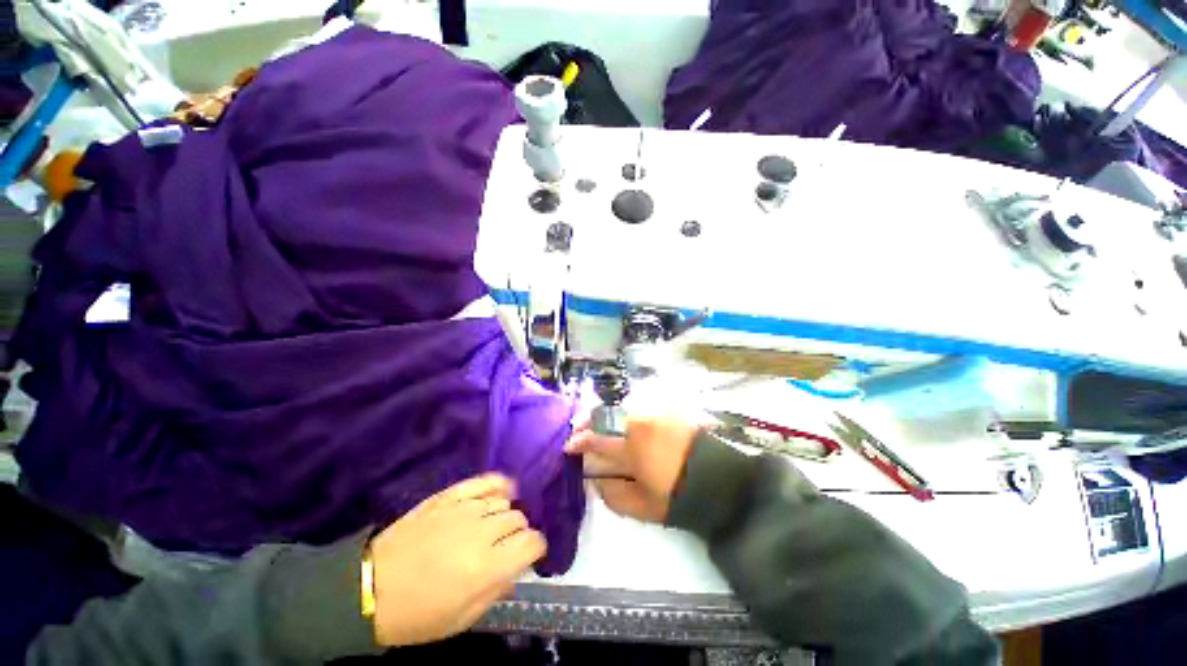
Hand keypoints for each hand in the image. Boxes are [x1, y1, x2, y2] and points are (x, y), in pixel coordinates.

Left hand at [368, 474, 546, 645]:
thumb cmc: (416, 614)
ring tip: (495, 528)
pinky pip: (484, 482)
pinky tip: (502, 491)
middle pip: (519, 519)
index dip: (537, 548)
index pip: (531, 542)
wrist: (369, 588)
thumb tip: (515, 569)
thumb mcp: (461, 619)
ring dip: (506, 516)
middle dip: (519, 534)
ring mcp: (465, 509)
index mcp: (487, 567)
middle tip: (506, 547)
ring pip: (504, 502)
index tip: (531, 554)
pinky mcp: (449, 497)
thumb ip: (496, 591)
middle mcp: (482, 532)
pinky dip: (498, 484)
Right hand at [564, 417, 699, 522]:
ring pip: (622, 408)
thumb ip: (613, 494)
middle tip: (578, 428)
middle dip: (588, 421)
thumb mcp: (643, 507)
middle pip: (606, 415)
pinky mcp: (668, 412)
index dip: (579, 442)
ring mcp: (656, 414)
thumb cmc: (679, 497)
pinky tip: (623, 423)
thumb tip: (595, 479)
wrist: (721, 481)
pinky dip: (625, 414)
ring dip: (605, 416)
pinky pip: (639, 408)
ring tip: (598, 425)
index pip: (596, 439)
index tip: (569, 447)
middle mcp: (641, 423)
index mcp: (632, 447)